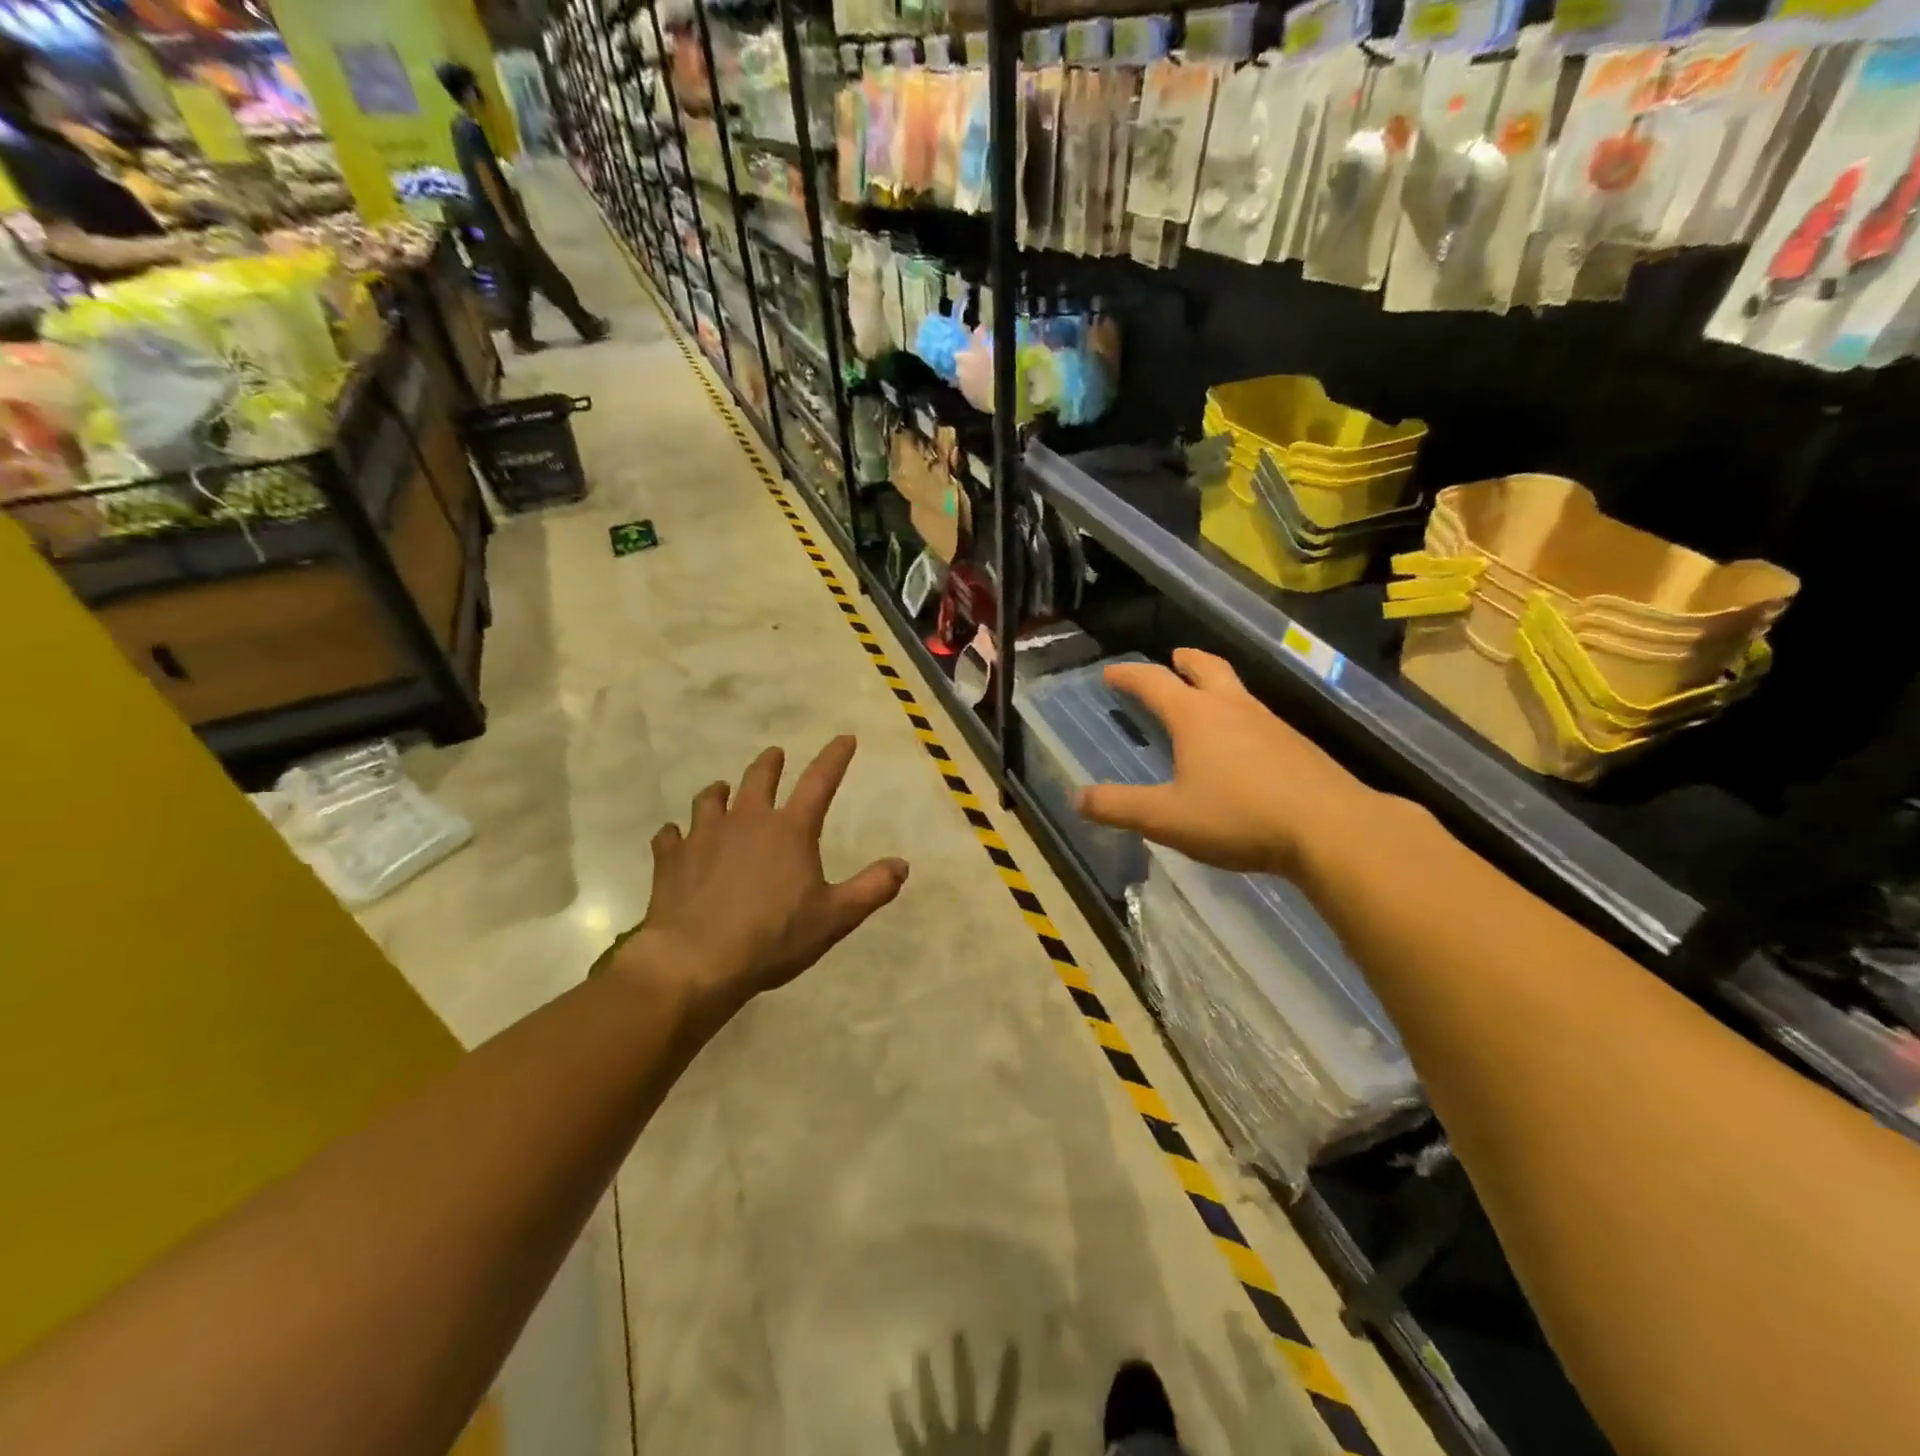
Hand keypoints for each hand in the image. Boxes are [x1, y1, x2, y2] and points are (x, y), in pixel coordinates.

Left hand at [612, 736, 907, 1011]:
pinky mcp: (671, 858)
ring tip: (722, 791)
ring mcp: (704, 836)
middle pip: (759, 778)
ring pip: (711, 799)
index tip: (845, 738)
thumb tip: (902, 865)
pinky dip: (676, 834)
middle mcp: (747, 821)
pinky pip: (670, 836)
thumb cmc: (774, 937)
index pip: (820, 782)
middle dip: (770, 764)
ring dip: (720, 792)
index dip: (835, 757)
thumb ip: (872, 889)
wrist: (696, 961)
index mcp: (790, 830)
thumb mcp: (835, 918)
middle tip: (774, 756)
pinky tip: (675, 839)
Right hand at [1077, 649, 1388, 878]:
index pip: (1153, 682)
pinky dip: (1239, 716)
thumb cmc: (1239, 817)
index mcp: (1195, 716)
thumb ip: (1119, 807)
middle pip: (1207, 668)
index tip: (1111, 673)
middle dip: (1186, 661)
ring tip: (1205, 700)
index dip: (1128, 675)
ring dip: (1215, 685)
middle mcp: (1233, 708)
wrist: (1331, 828)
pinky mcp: (1296, 745)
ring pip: (1237, 690)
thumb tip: (1078, 798)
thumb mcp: (1166, 818)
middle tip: (1174, 658)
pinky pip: (1258, 717)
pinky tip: (1242, 745)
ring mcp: (1270, 723)